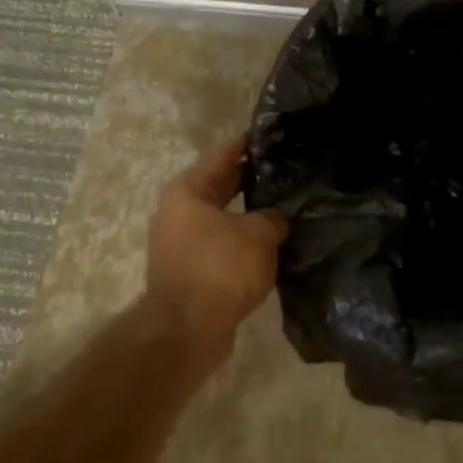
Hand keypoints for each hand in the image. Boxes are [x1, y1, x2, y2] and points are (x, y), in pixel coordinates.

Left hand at [145, 136, 287, 365]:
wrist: (187, 329)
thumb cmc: (221, 268)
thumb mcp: (258, 234)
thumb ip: (272, 218)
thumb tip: (274, 220)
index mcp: (188, 192)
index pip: (223, 155)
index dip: (247, 143)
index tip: (270, 133)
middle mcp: (178, 212)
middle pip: (220, 186)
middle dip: (250, 178)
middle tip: (284, 168)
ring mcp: (181, 243)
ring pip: (223, 218)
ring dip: (248, 213)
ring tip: (283, 205)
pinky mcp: (189, 271)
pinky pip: (222, 245)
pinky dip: (242, 241)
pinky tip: (270, 241)